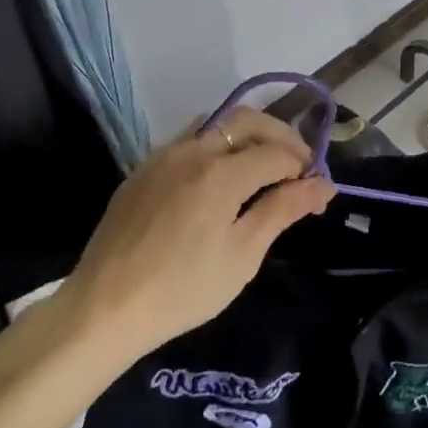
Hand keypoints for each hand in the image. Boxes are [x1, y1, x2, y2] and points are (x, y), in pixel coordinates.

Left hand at [62, 107, 333, 357]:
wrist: (104, 307)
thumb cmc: (183, 289)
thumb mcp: (242, 255)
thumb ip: (282, 210)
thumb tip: (322, 184)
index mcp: (221, 171)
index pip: (277, 153)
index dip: (305, 168)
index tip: (319, 193)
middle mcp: (192, 150)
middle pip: (247, 121)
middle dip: (280, 136)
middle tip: (298, 166)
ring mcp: (162, 156)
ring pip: (214, 125)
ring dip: (246, 136)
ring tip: (262, 169)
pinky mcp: (142, 169)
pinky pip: (188, 142)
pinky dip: (216, 148)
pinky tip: (219, 181)